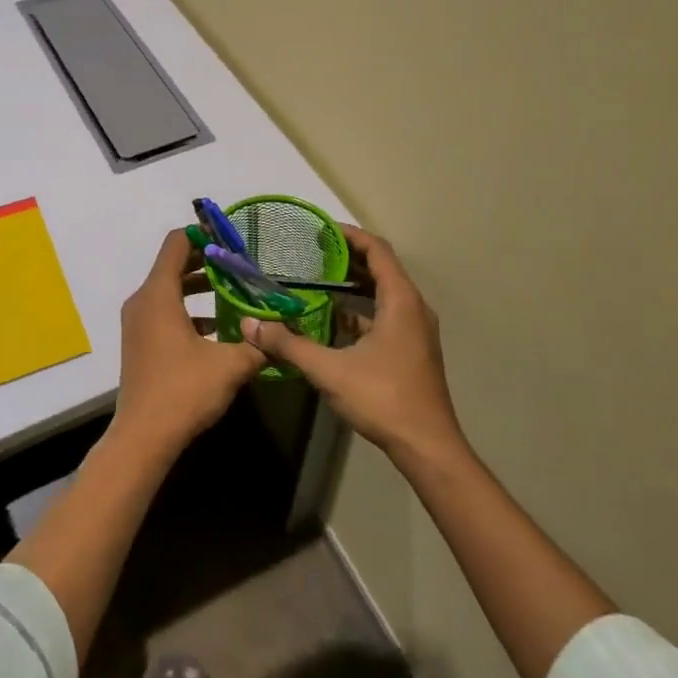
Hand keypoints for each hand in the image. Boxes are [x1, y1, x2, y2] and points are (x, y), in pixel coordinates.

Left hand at [113, 228, 265, 459]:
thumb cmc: (184, 391)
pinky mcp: (139, 341)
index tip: (231, 238)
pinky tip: (217, 327)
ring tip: (234, 291)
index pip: (177, 243)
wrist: (144, 437)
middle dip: (206, 261)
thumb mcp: (230, 365)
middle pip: (172, 264)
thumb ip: (258, 344)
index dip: (203, 235)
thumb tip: (280, 332)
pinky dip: (188, 309)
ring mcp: (137, 322)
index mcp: (159, 294)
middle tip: (240, 264)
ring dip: (198, 286)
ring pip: (169, 289)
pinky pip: (163, 311)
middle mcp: (142, 300)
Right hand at [241, 225, 464, 465]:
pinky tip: (332, 321)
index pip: (377, 250)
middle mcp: (413, 307)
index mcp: (400, 300)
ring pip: (383, 294)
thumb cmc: (383, 398)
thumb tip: (249, 325)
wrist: (427, 447)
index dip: (349, 235)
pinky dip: (360, 310)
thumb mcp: (329, 370)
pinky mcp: (412, 349)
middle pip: (381, 268)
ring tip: (316, 281)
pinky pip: (385, 315)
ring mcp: (415, 329)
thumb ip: (289, 344)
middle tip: (310, 253)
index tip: (320, 230)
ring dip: (353, 285)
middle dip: (346, 258)